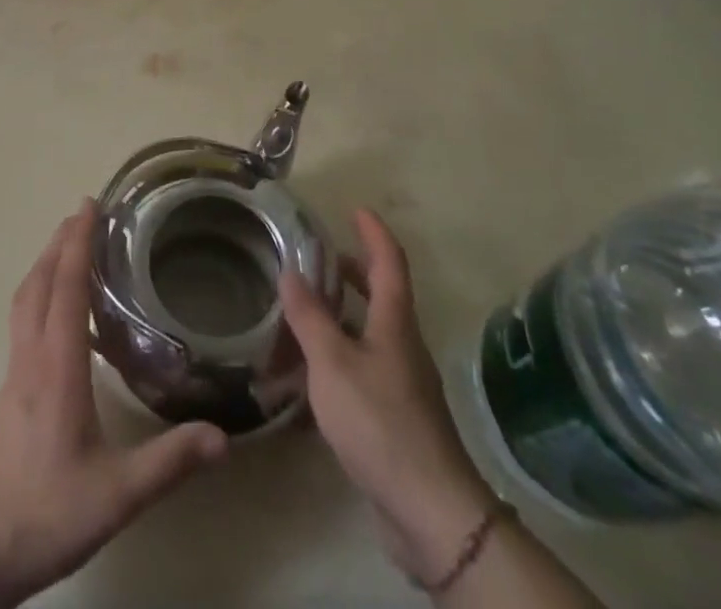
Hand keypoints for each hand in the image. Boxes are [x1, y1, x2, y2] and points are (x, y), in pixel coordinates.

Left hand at [0, 201, 228, 605]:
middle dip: (61, 242)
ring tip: (67, 248)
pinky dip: (39, 295)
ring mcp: (13, 374)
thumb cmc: (42, 513)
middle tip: (82, 213)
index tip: (89, 204)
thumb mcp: (115, 494)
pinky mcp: (6, 392)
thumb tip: (222, 436)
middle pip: (41, 282)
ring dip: (46, 264)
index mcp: (57, 367)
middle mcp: (31, 357)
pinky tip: (57, 317)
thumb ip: (168, 462)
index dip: (79, 242)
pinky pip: (23, 322)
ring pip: (25, 300)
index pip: (67, 287)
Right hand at [279, 208, 496, 588]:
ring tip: (303, 312)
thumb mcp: (332, 363)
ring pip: (370, 333)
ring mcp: (403, 382)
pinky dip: (339, 355)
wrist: (429, 510)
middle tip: (320, 259)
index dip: (374, 232)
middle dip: (354, 272)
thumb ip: (309, 316)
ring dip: (341, 316)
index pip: (389, 262)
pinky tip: (311, 375)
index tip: (356, 209)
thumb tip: (291, 271)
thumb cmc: (379, 421)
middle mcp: (403, 344)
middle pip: (382, 295)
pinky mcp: (397, 416)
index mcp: (395, 322)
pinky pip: (364, 368)